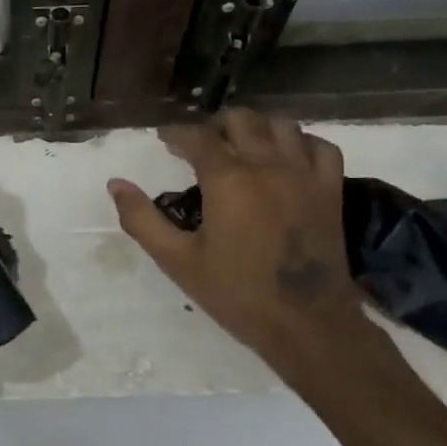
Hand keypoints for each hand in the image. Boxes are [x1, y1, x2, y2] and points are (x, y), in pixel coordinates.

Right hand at [108, 111, 366, 381]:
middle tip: (199, 144)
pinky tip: (286, 155)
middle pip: (241, 120)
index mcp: (228, 180)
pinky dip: (300, 142)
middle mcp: (268, 166)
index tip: (163, 138)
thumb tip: (116, 184)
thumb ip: (141, 219)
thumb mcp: (177, 260)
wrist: (307, 325)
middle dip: (214, 125)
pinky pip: (320, 147)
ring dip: (256, 127)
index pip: (197, 137)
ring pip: (282, 125)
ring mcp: (305, 176)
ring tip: (240, 144)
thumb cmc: (236, 294)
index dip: (176, 133)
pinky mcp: (330, 191)